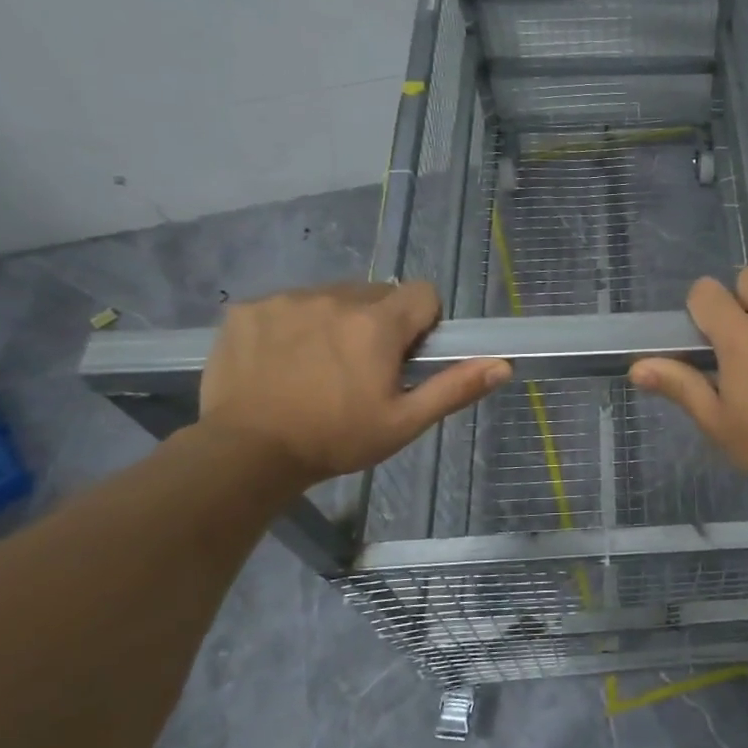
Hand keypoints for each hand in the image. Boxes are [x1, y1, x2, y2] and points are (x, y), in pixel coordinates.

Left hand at [198, 281, 509, 487]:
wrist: (244, 454)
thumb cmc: (335, 439)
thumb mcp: (404, 423)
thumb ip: (454, 388)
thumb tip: (503, 365)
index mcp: (378, 324)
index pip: (422, 293)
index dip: (423, 322)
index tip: (406, 355)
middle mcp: (335, 298)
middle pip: (376, 294)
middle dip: (379, 323)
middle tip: (362, 369)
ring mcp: (287, 300)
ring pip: (331, 297)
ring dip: (336, 321)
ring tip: (317, 367)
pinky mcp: (248, 309)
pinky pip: (287, 304)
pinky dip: (292, 325)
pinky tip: (280, 362)